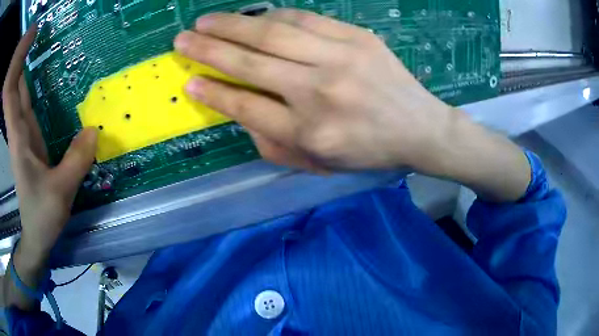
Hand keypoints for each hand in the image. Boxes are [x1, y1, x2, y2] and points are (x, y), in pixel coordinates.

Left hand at [2, 27, 97, 263]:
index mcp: (19, 138)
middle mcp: (20, 130)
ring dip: (33, 72)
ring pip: (25, 96)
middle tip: (43, 35)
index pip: (12, 97)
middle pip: (19, 89)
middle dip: (26, 62)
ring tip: (49, 48)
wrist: (35, 236)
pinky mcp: (32, 141)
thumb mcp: (60, 192)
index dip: (18, 69)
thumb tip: (94, 130)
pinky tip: (49, 81)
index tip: (31, 40)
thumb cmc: (41, 216)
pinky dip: (38, 90)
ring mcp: (25, 135)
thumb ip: (75, 161)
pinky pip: (32, 108)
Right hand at [174, 10, 530, 201]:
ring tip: (206, 22)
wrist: (419, 128)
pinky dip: (274, 15)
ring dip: (233, 24)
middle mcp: (320, 92)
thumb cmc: (367, 151)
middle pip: (251, 62)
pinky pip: (305, 19)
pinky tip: (255, 15)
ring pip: (273, 33)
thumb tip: (236, 108)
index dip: (213, 92)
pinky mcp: (358, 37)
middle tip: (182, 40)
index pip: (245, 105)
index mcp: (310, 132)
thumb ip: (272, 140)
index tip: (189, 81)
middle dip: (209, 49)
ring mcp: (341, 59)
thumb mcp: (318, 162)